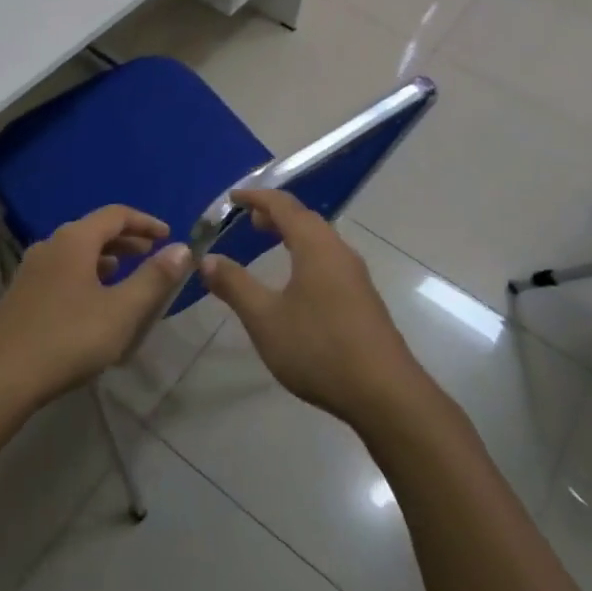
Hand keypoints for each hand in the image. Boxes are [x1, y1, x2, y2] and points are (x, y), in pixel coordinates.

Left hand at [0, 205, 190, 411]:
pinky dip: (86, 275)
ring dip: (106, 258)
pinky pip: (62, 272)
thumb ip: (154, 278)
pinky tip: (92, 304)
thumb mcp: (121, 311)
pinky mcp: (20, 296)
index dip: (146, 222)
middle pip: (94, 230)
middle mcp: (50, 246)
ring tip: (126, 277)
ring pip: (76, 253)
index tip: (169, 236)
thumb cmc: (66, 339)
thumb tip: (182, 248)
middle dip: (127, 240)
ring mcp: (30, 270)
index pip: (116, 214)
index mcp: (74, 240)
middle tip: (153, 255)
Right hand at [200, 189, 424, 424]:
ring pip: (320, 239)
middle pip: (305, 218)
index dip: (256, 197)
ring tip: (270, 243)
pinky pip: (329, 259)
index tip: (233, 198)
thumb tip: (207, 259)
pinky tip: (297, 281)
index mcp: (315, 246)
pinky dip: (306, 253)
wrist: (384, 392)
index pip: (283, 206)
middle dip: (276, 214)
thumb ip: (235, 285)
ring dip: (293, 234)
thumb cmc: (318, 348)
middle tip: (249, 220)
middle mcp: (339, 251)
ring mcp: (355, 275)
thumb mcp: (265, 318)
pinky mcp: (363, 298)